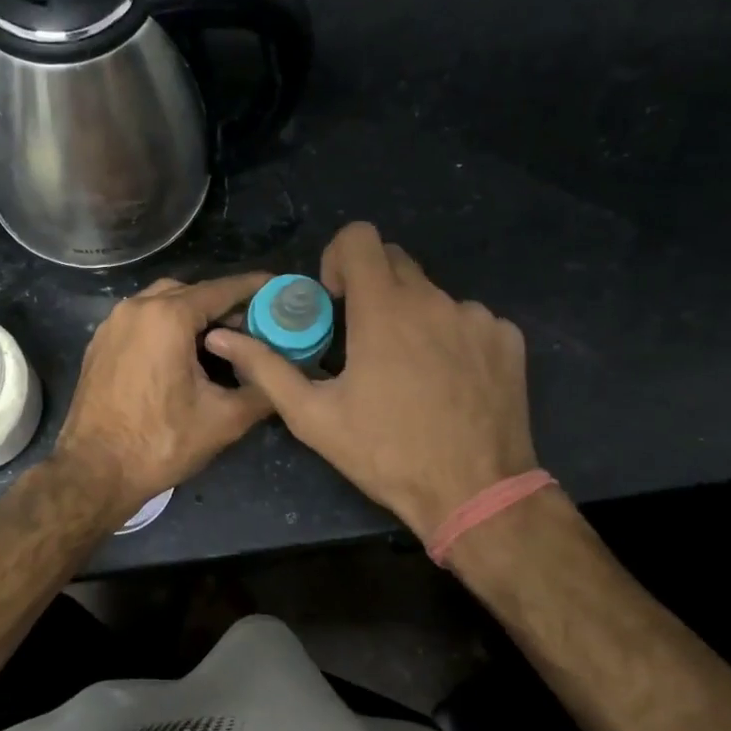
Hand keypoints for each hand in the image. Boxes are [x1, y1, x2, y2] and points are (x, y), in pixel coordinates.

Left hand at [54, 272, 272, 519]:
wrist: (94, 471)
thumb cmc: (161, 442)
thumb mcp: (224, 420)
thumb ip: (261, 389)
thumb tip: (281, 376)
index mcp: (167, 317)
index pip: (220, 290)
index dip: (253, 287)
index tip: (277, 287)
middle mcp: (136, 309)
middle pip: (189, 291)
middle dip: (221, 303)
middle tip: (250, 324)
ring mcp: (112, 325)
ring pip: (160, 303)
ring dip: (190, 314)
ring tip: (218, 340)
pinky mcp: (99, 344)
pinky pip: (139, 321)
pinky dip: (164, 326)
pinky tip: (180, 354)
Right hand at [206, 223, 536, 538]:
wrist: (475, 493)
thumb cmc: (385, 453)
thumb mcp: (313, 416)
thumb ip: (266, 367)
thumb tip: (222, 337)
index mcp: (384, 309)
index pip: (360, 237)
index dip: (339, 257)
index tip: (334, 298)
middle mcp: (434, 300)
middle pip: (395, 260)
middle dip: (371, 285)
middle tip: (362, 336)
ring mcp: (477, 318)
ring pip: (432, 294)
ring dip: (411, 316)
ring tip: (408, 372)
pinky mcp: (508, 339)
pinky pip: (469, 319)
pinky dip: (450, 337)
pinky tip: (447, 382)